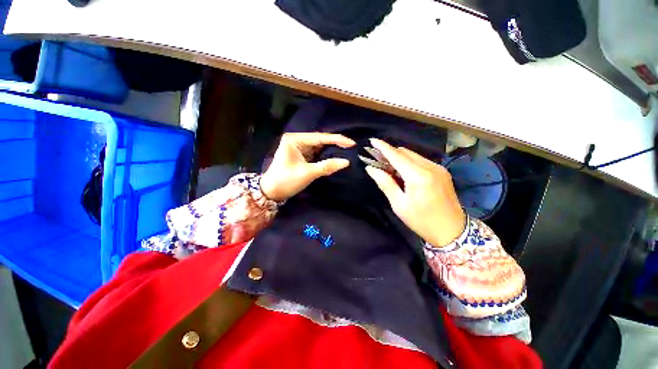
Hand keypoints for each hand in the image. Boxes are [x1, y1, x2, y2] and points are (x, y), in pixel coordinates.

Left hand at [260, 132, 355, 201]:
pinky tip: (335, 156)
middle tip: (351, 147)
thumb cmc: (286, 180)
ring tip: (347, 150)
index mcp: (295, 140)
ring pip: (319, 147)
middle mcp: (297, 140)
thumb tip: (346, 162)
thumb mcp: (307, 173)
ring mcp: (300, 148)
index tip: (352, 143)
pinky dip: (326, 156)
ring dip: (332, 149)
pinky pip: (317, 153)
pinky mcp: (302, 155)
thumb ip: (327, 166)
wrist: (272, 192)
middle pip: (320, 140)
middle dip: (335, 144)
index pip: (320, 137)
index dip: (337, 140)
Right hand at [365, 138, 465, 246]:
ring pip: (413, 155)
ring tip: (388, 167)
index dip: (383, 147)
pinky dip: (409, 163)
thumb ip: (385, 183)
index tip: (372, 140)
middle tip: (377, 160)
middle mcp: (430, 167)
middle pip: (405, 152)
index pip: (397, 156)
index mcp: (418, 176)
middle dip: (390, 153)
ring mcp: (438, 168)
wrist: (452, 231)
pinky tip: (403, 172)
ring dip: (399, 158)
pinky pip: (421, 161)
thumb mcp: (399, 204)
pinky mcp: (442, 171)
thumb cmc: (421, 221)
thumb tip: (371, 169)